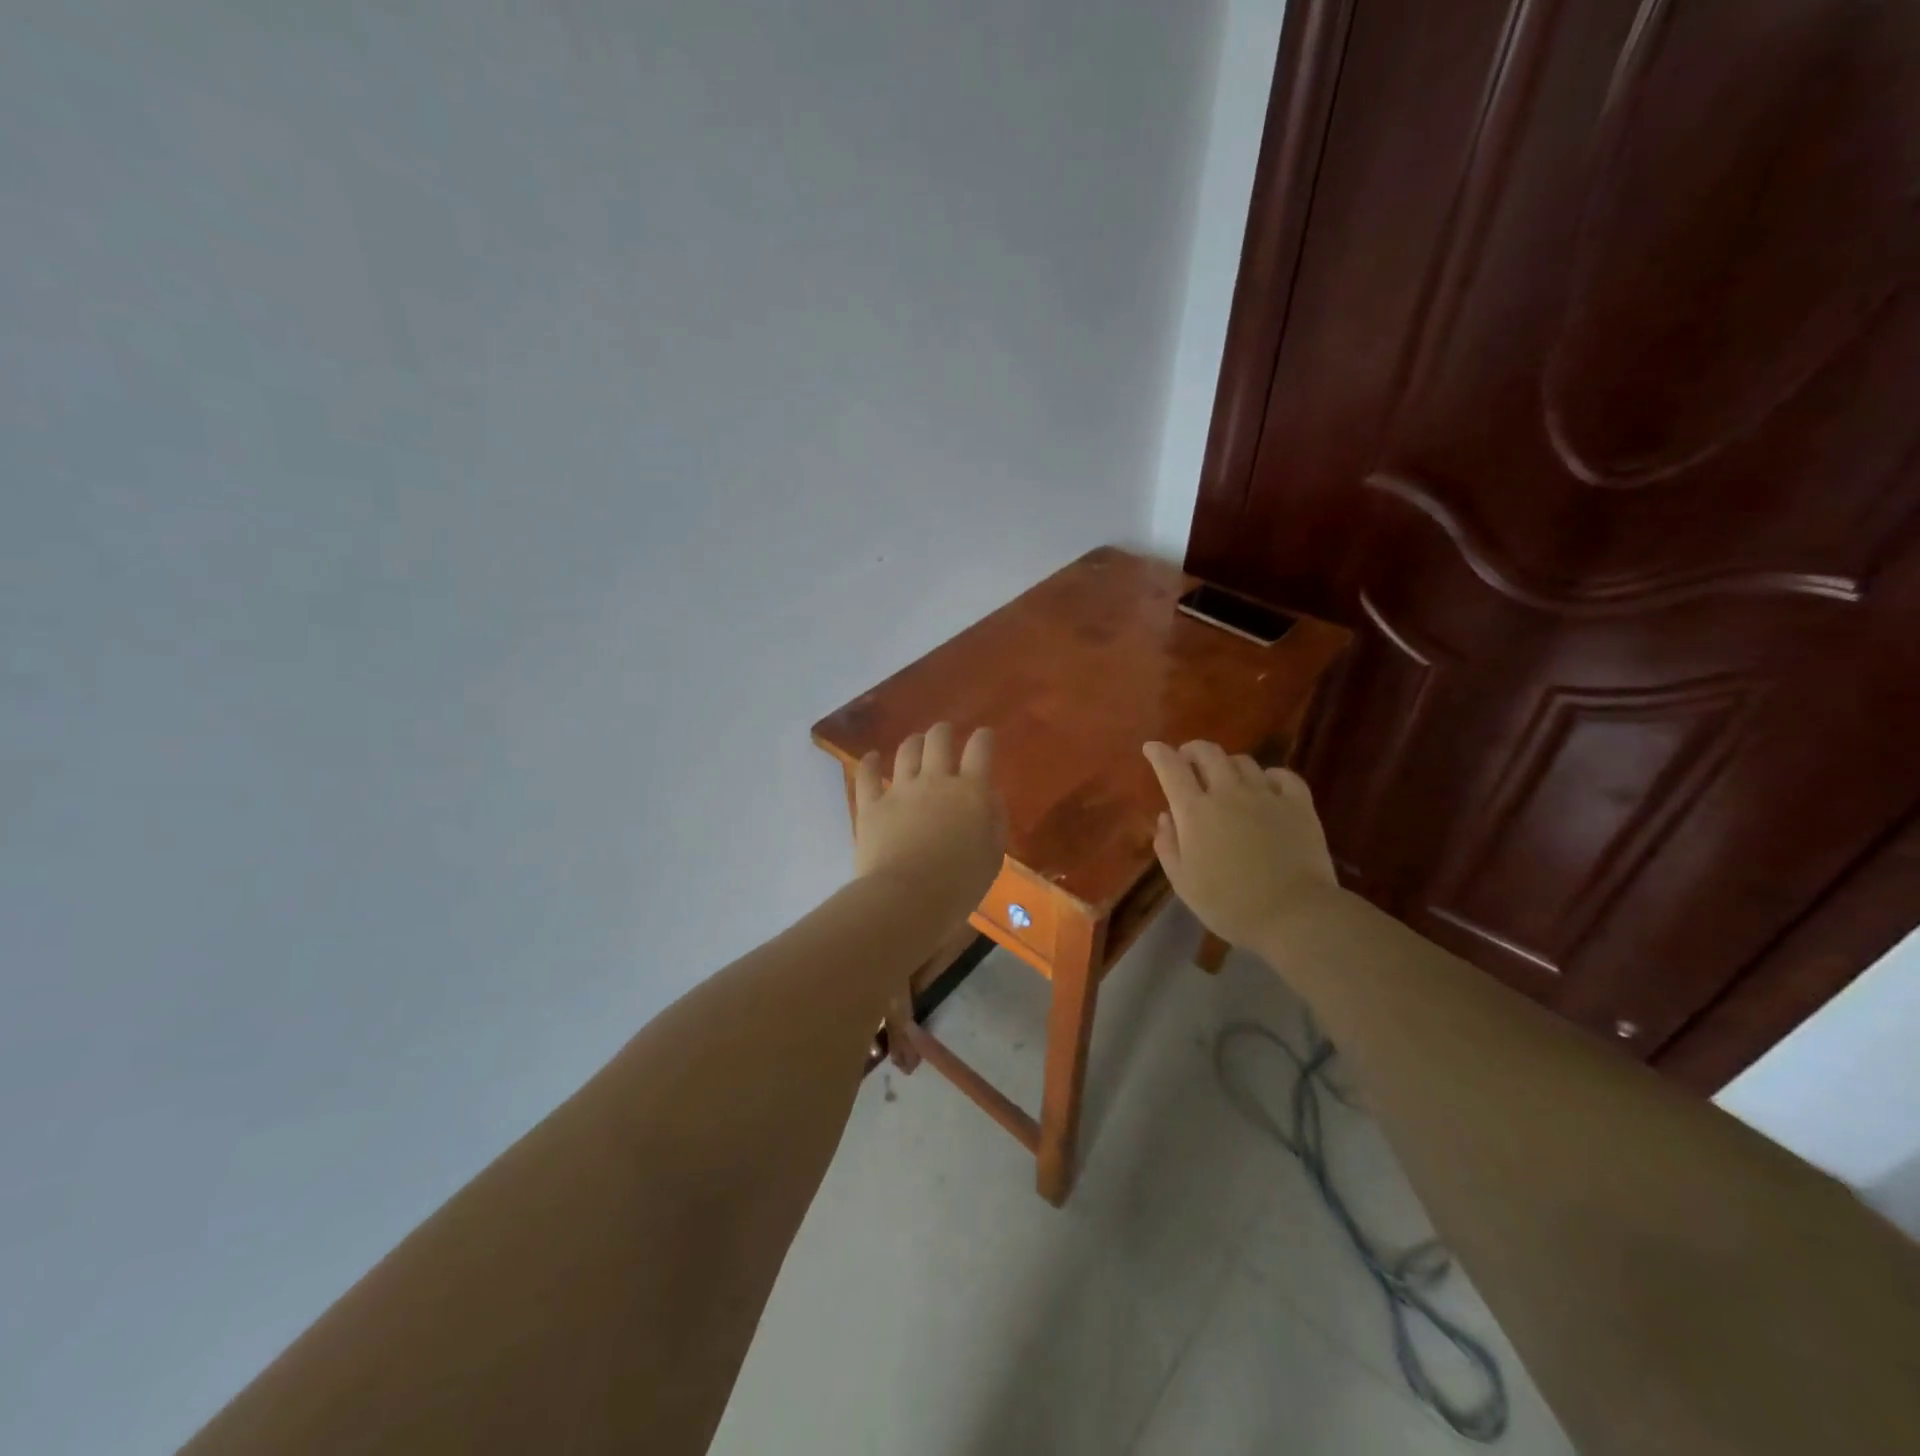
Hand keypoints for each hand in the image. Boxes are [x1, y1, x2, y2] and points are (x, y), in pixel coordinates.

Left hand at [854, 723, 1005, 925]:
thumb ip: (995, 820)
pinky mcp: (871, 805)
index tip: (985, 736)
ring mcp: (900, 790)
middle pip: (938, 740)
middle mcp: (935, 781)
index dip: (983, 737)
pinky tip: (872, 758)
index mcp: (970, 792)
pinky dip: (870, 763)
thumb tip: (990, 795)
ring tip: (915, 744)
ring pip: (906, 751)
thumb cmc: (959, 884)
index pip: (980, 750)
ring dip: (913, 743)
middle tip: (945, 734)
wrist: (907, 898)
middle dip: (943, 732)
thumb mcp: (992, 856)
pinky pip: (867, 775)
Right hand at [1143, 740, 1338, 953]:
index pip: (1171, 769)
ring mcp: (1266, 795)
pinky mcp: (1298, 804)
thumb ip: (1168, 846)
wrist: (1294, 915)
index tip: (1151, 747)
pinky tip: (1267, 786)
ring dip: (1228, 764)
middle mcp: (1228, 792)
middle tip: (1188, 758)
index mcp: (1195, 811)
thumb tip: (1166, 817)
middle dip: (1193, 750)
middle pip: (1208, 753)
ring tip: (1226, 777)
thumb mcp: (1183, 882)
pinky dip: (1269, 775)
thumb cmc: (1229, 904)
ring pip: (1243, 761)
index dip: (1159, 754)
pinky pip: (1282, 775)